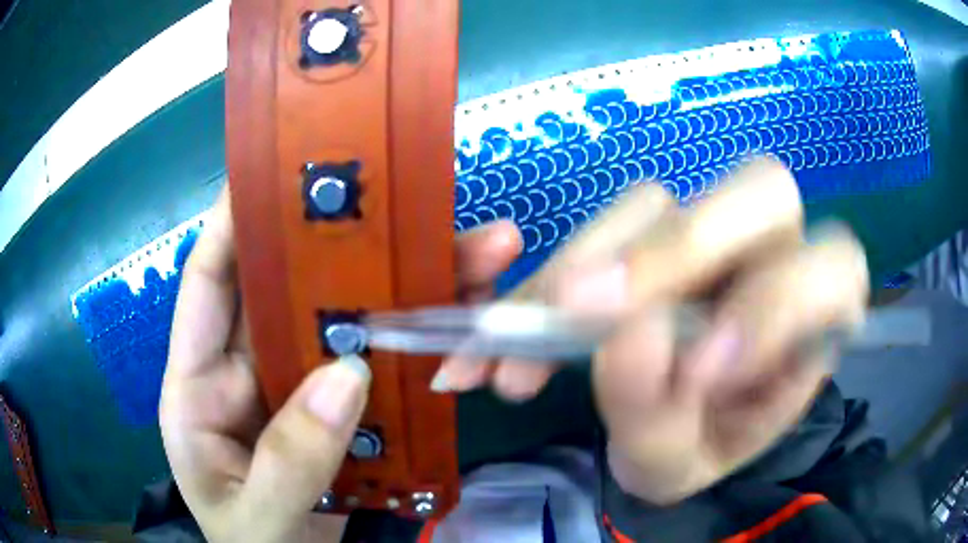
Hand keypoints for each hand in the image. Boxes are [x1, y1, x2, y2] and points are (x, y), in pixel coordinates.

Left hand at [159, 185, 520, 541]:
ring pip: (352, 324)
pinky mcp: (347, 414)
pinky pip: (386, 369)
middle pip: (297, 293)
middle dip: (352, 247)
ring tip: (478, 254)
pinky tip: (470, 321)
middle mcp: (250, 374)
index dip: (235, 223)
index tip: (278, 171)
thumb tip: (347, 375)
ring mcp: (301, 392)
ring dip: (410, 290)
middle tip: (412, 206)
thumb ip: (287, 462)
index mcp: (200, 389)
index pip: (210, 286)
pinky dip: (425, 346)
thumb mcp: (256, 521)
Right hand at [437, 158, 867, 502]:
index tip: (696, 374)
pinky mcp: (647, 235)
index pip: (831, 271)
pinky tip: (502, 334)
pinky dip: (543, 280)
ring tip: (514, 352)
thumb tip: (627, 334)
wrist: (662, 433)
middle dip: (678, 250)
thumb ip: (663, 415)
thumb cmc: (691, 449)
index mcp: (813, 321)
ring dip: (581, 270)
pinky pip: (598, 228)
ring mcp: (708, 234)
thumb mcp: (678, 463)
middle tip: (580, 311)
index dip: (774, 306)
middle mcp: (774, 255)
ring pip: (657, 204)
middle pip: (761, 191)